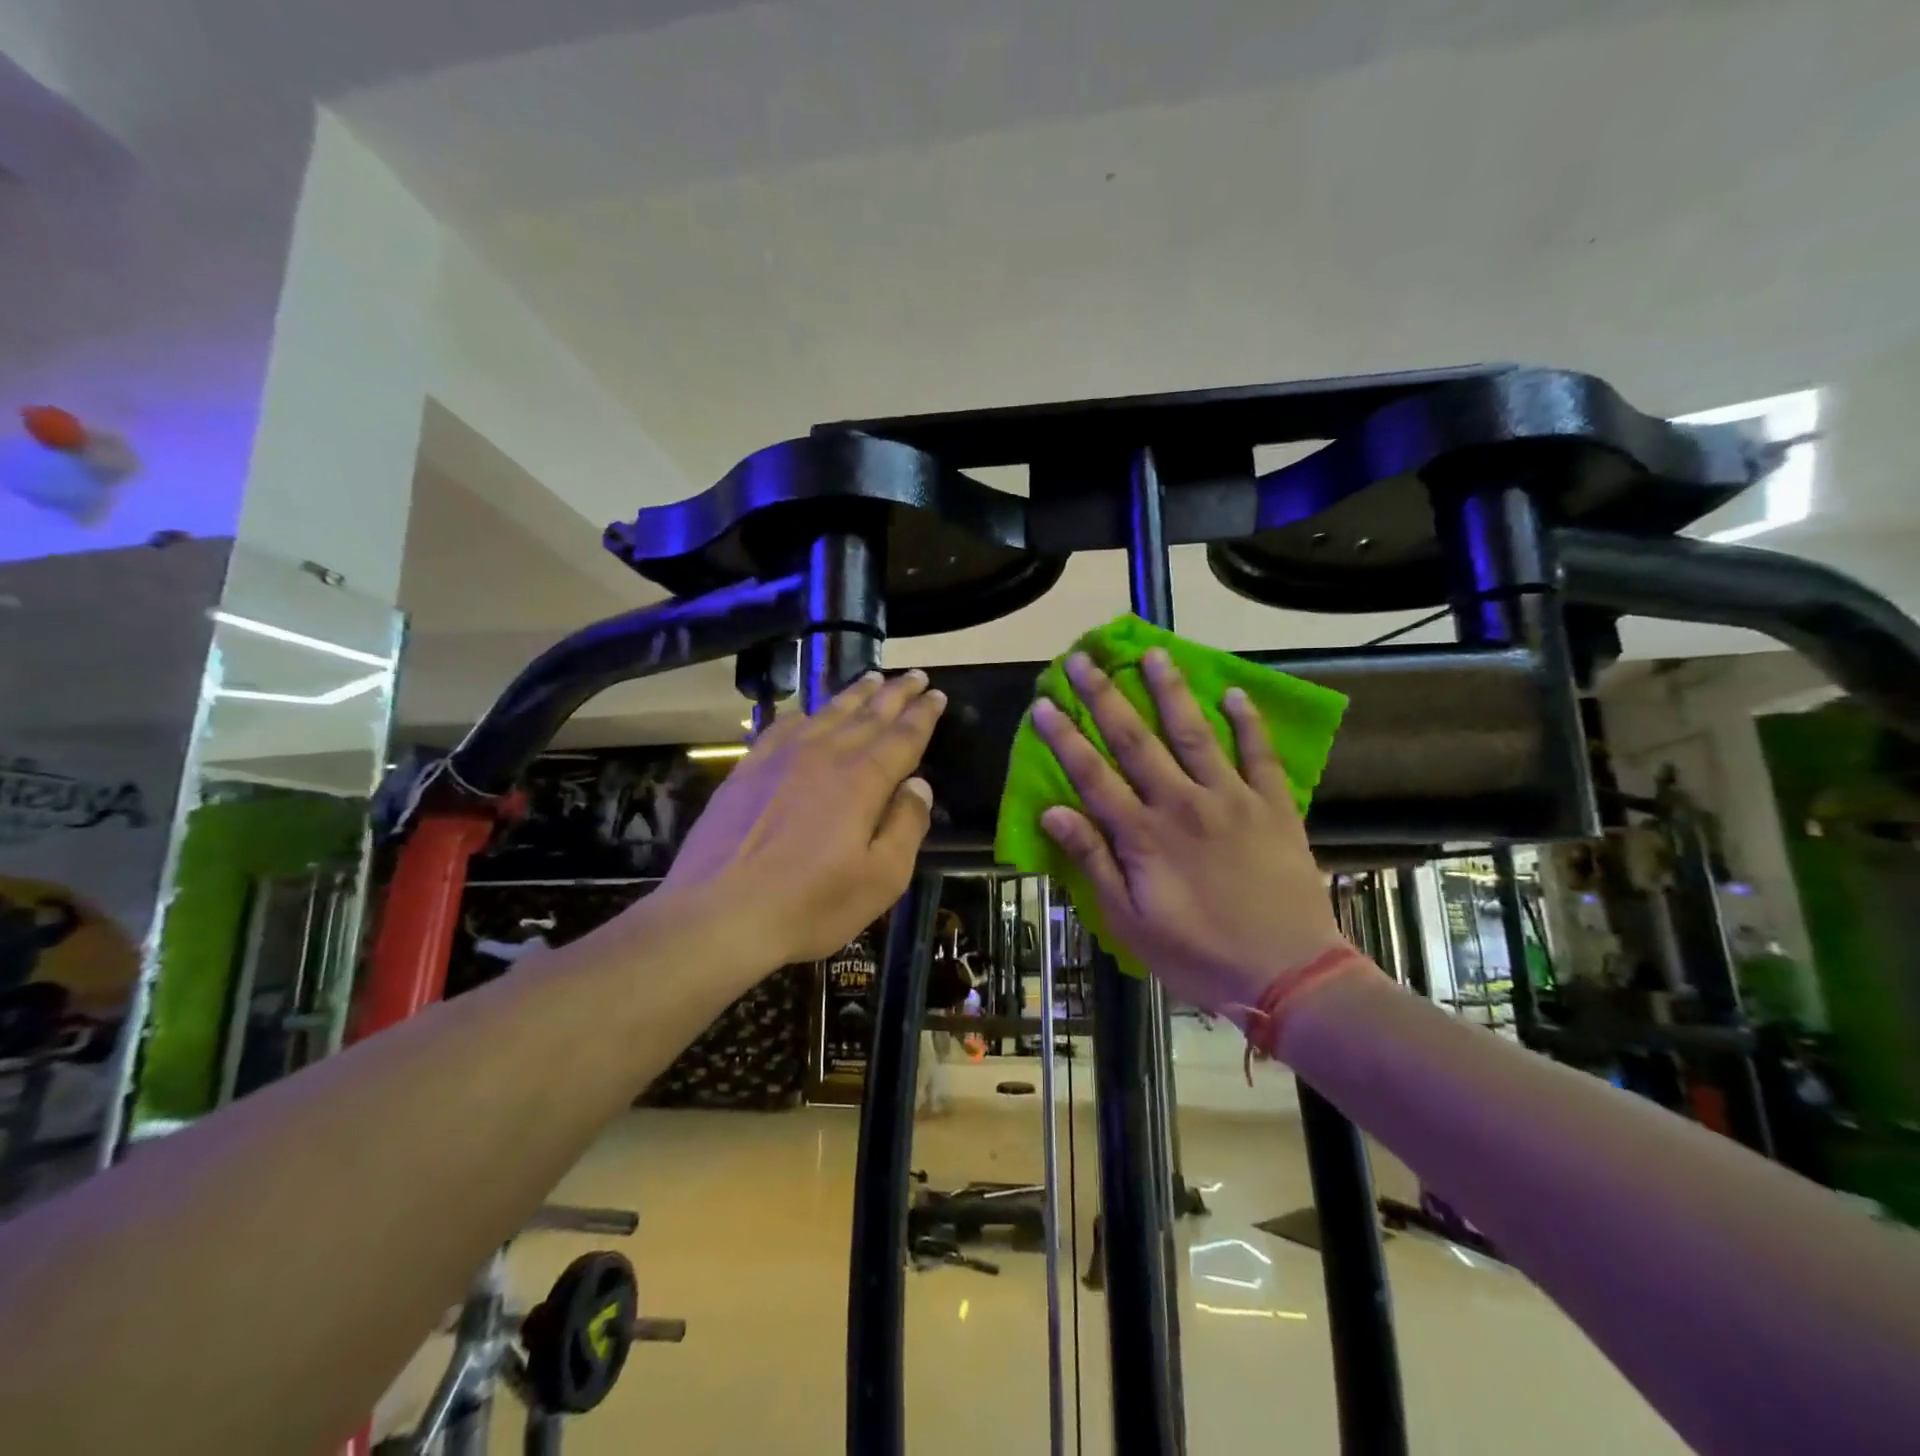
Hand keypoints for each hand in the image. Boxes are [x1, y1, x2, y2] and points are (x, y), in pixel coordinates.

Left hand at [660, 669, 945, 968]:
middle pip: (869, 715)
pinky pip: (783, 728)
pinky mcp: (746, 770)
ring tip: (873, 677)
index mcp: (862, 781)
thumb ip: (906, 826)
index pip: (903, 736)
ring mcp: (780, 759)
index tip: (938, 694)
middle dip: (896, 693)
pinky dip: (805, 713)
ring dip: (855, 694)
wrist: (717, 915)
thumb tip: (919, 785)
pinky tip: (809, 713)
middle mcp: (824, 756)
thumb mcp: (881, 879)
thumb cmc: (809, 905)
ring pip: (827, 713)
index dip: (923, 714)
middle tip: (916, 675)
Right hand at [1032, 649, 1346, 1024]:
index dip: (1064, 737)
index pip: (1092, 774)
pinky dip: (1248, 721)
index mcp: (1143, 834)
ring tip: (1154, 653)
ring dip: (1170, 690)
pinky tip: (1234, 691)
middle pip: (1135, 739)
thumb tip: (1052, 811)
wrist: (1289, 975)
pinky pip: (1259, 754)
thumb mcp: (1130, 922)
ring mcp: (1231, 798)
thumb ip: (1093, 862)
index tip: (1044, 702)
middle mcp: (1182, 803)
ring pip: (1193, 732)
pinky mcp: (1272, 806)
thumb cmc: (1198, 955)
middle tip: (1083, 659)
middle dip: (1105, 696)